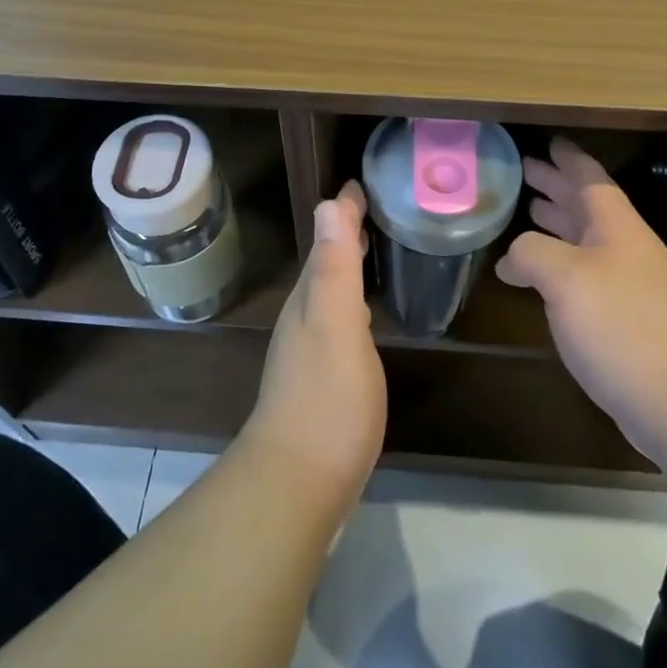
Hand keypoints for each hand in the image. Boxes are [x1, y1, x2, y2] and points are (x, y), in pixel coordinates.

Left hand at [242, 182, 385, 521]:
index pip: (327, 241)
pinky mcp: (320, 382)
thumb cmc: (326, 400)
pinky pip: (336, 322)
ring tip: (367, 251)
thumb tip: (328, 203)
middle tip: (368, 209)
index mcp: (310, 299)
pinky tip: (360, 317)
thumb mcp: (336, 325)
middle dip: (343, 234)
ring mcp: (309, 352)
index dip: (343, 213)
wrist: (298, 483)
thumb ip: (334, 268)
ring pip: (328, 293)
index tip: (359, 184)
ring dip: (345, 267)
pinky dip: (349, 303)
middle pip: (325, 264)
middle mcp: (304, 318)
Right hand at [497, 138, 666, 462]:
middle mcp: (625, 248)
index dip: (567, 158)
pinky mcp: (626, 319)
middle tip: (525, 170)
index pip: (590, 177)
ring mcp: (629, 284)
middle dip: (556, 185)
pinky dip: (560, 262)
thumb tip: (510, 260)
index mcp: (616, 226)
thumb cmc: (621, 326)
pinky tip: (540, 276)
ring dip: (558, 221)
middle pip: (587, 205)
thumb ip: (531, 253)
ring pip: (586, 239)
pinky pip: (585, 273)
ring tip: (528, 211)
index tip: (548, 141)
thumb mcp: (565, 278)